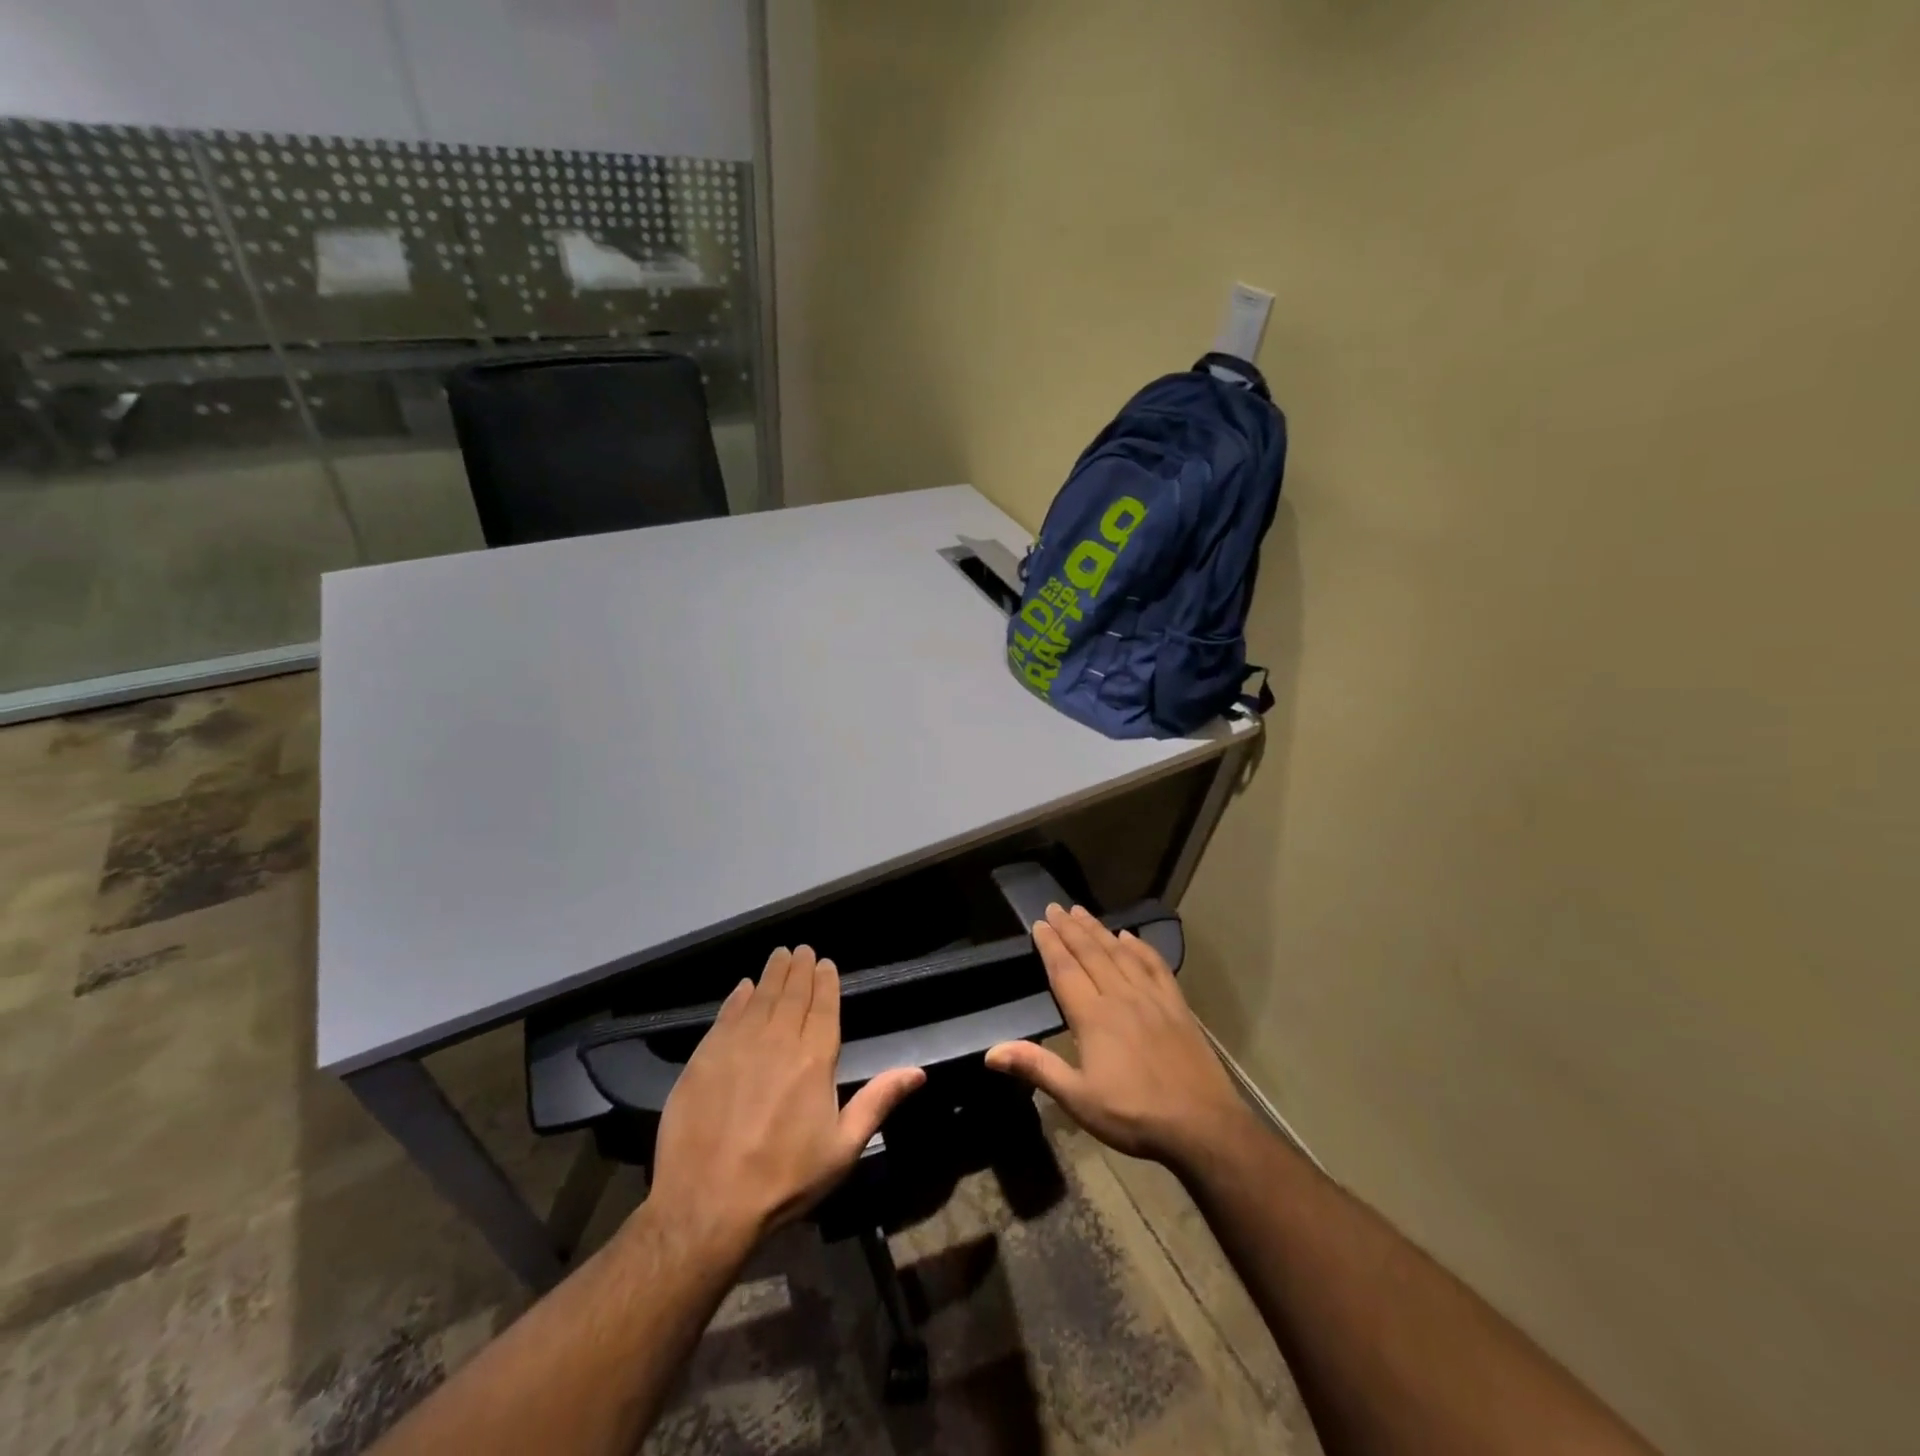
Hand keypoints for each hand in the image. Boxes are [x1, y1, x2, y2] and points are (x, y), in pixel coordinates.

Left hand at [645, 946, 925, 1256]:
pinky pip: (726, 1015)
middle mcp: (778, 1040)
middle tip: (803, 950)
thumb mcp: (843, 1148)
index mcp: (815, 1059)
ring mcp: (738, 1045)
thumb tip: (918, 1072)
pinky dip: (738, 997)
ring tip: (780, 955)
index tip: (826, 963)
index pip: (823, 1006)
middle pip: (792, 993)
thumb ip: (878, 1101)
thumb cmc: (784, 1179)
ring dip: (773, 973)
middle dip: (800, 969)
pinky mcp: (705, 1057)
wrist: (706, 1205)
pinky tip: (743, 988)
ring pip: (760, 996)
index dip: (826, 981)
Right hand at [985, 904, 1254, 1172]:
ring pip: (1120, 953)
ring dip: (1099, 930)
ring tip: (1082, 912)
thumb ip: (1037, 1068)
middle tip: (1056, 907)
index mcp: (1093, 1017)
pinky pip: (1155, 966)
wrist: (1202, 1125)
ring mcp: (1152, 998)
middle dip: (1070, 929)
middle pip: (1090, 954)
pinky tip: (1130, 937)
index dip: (1050, 945)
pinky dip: (1140, 947)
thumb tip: (990, 1052)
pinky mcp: (1177, 1006)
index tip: (1039, 923)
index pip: (1065, 971)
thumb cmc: (1133, 1115)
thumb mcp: (1078, 1098)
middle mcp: (1120, 996)